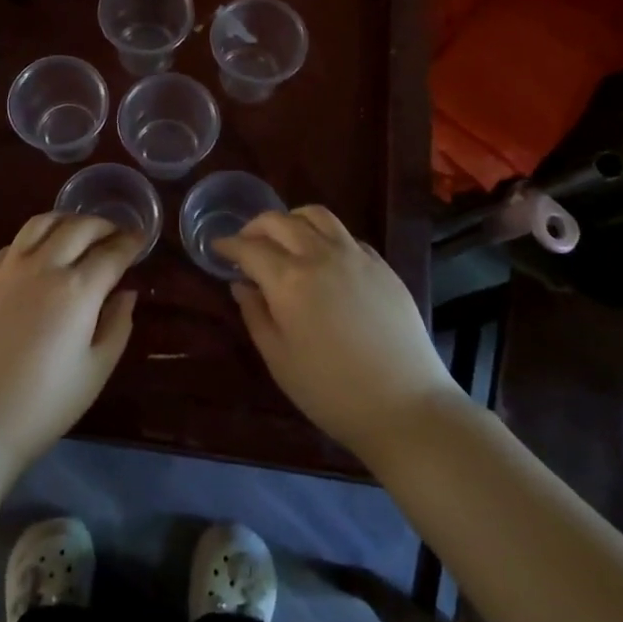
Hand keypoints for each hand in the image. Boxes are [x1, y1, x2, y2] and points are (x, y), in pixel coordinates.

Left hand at [0, 214, 140, 472]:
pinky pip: (11, 244)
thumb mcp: (96, 371)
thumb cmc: (43, 405)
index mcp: (77, 289)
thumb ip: (117, 325)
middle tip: (115, 234)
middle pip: (78, 227)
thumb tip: (126, 293)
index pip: (112, 252)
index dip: (131, 242)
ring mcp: (6, 270)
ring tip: (77, 231)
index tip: (141, 239)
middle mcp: (43, 267)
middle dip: (103, 225)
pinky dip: (33, 239)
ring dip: (66, 220)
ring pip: (41, 223)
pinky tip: (37, 253)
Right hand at [216, 206, 454, 461]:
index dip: (228, 244)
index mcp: (289, 280)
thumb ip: (255, 314)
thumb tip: (242, 284)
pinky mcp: (381, 265)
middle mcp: (320, 255)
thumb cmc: (331, 391)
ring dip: (291, 220)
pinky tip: (323, 258)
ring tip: (284, 239)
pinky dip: (324, 236)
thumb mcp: (279, 359)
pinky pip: (345, 234)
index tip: (217, 248)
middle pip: (280, 221)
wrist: (406, 405)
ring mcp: (355, 255)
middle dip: (255, 227)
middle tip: (246, 244)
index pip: (249, 248)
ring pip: (316, 216)